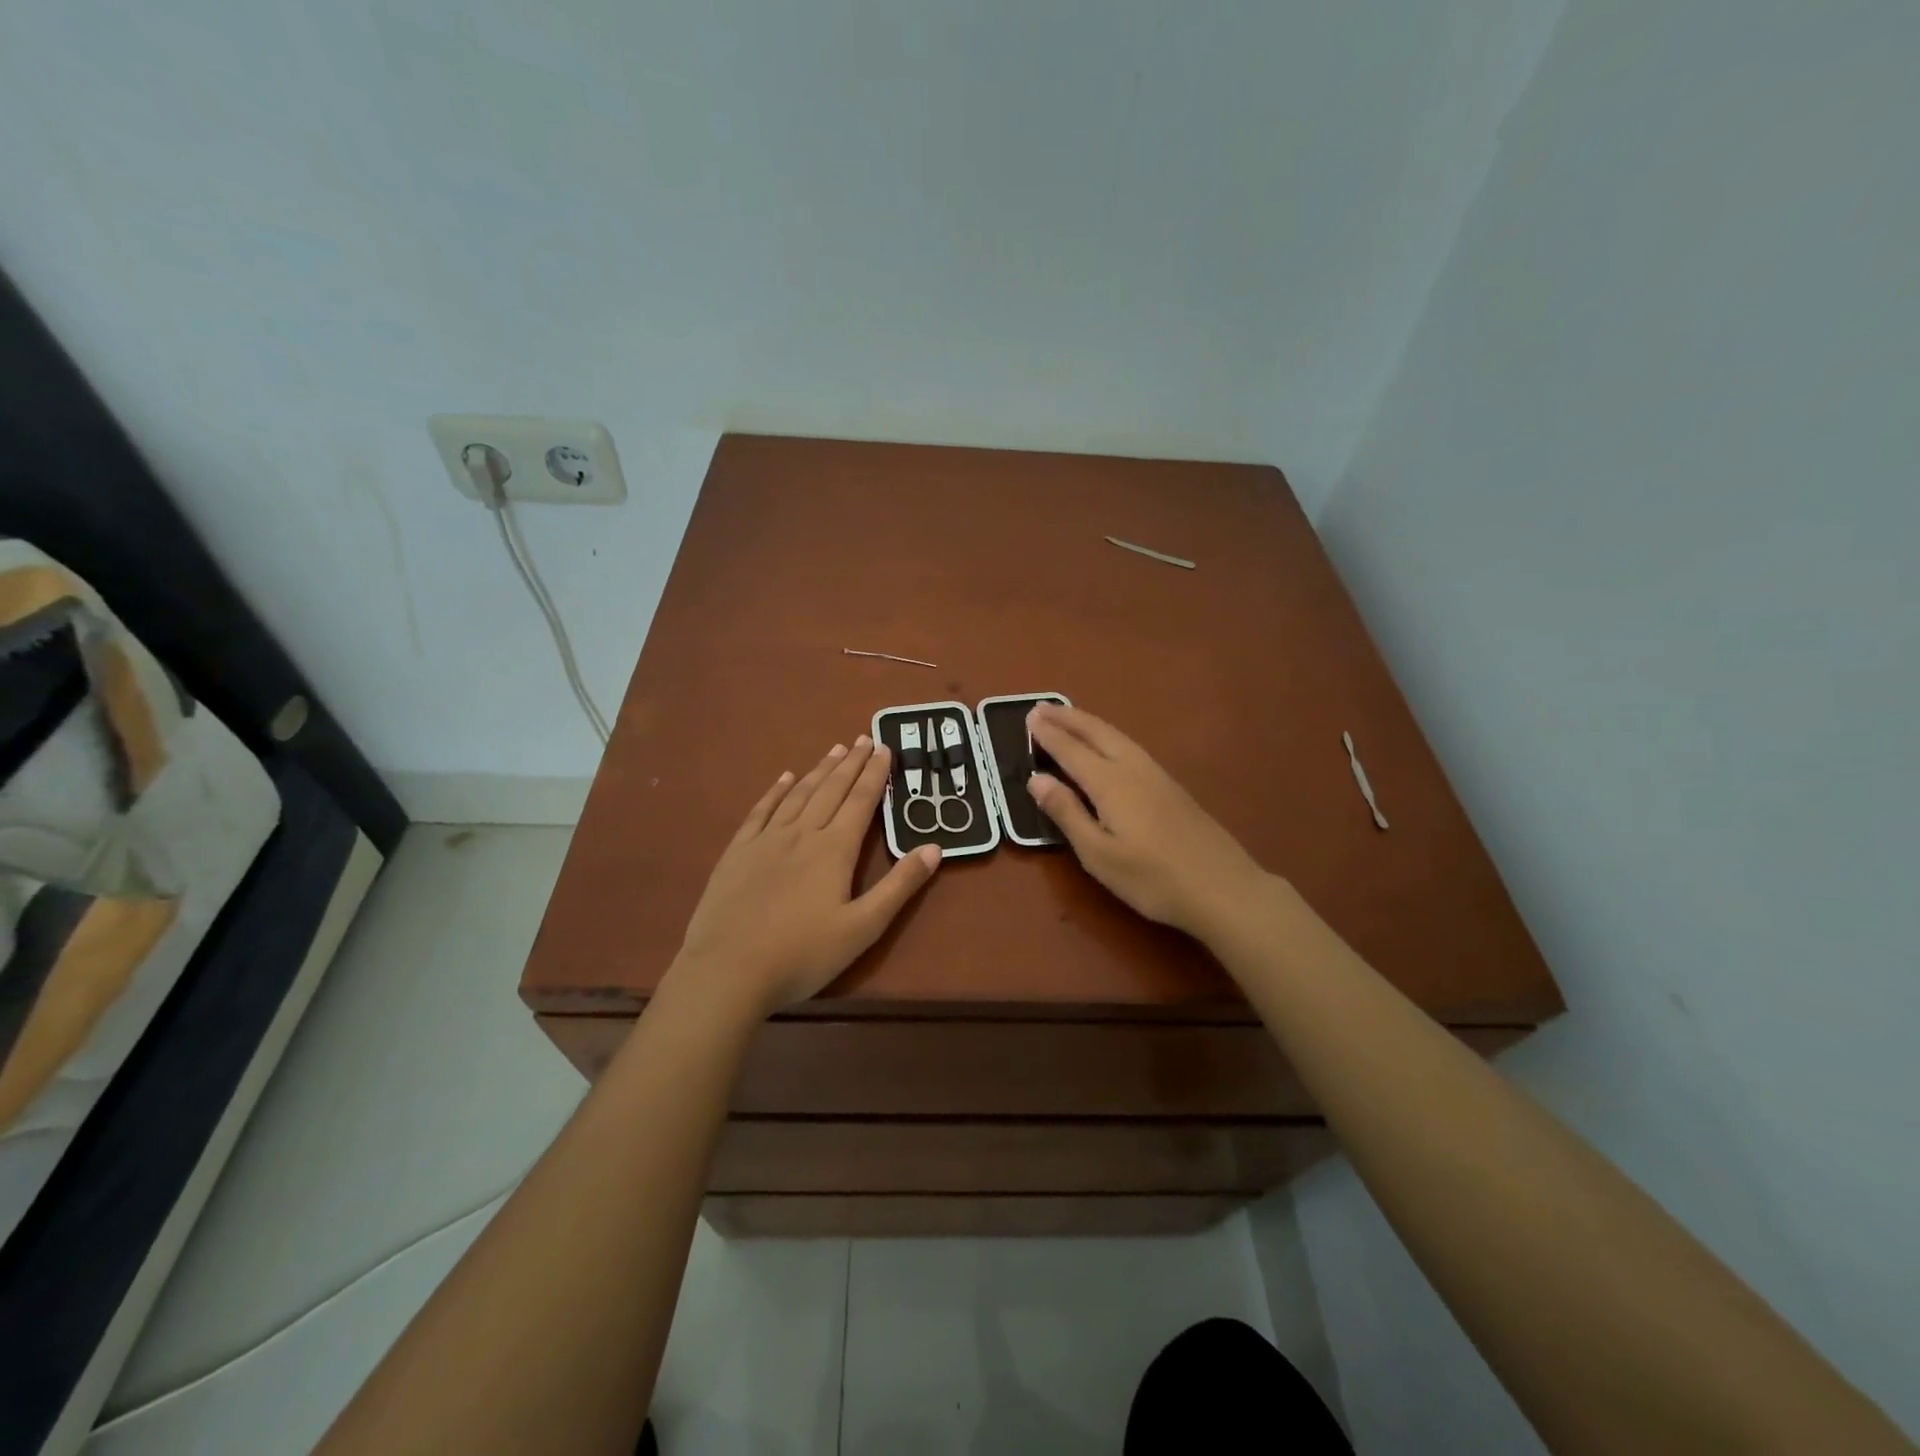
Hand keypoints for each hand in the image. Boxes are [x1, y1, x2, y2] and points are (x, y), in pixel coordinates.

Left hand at [672, 736, 940, 1018]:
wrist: (727, 971)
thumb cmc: (802, 955)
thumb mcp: (862, 928)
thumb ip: (899, 887)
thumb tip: (934, 847)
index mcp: (834, 850)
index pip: (861, 802)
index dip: (875, 774)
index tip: (884, 748)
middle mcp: (802, 834)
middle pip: (831, 790)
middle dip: (851, 764)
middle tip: (864, 738)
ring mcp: (766, 840)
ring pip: (799, 795)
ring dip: (819, 770)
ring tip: (835, 750)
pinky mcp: (738, 852)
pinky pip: (761, 811)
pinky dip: (776, 791)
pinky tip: (785, 778)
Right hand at [1026, 704, 1268, 938]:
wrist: (1224, 888)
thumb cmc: (1153, 879)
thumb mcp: (1099, 855)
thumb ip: (1066, 813)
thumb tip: (1035, 778)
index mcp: (1111, 783)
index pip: (1071, 750)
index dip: (1048, 734)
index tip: (1028, 717)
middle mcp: (1133, 768)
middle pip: (1096, 732)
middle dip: (1068, 718)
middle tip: (1042, 706)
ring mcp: (1157, 775)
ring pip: (1117, 736)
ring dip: (1088, 723)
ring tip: (1069, 717)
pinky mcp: (1172, 787)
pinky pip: (1130, 746)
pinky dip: (1108, 736)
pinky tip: (1108, 746)